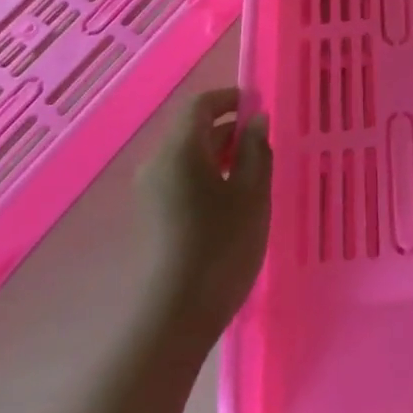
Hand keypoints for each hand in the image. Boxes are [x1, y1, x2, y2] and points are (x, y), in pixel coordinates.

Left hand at [138, 89, 272, 336]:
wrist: (176, 314)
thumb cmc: (222, 245)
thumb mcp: (252, 193)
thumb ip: (255, 149)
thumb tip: (255, 120)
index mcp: (180, 149)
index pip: (201, 104)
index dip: (230, 98)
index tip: (259, 107)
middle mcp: (158, 161)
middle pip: (191, 127)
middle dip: (226, 126)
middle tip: (262, 142)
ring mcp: (150, 188)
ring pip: (186, 152)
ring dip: (217, 151)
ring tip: (251, 170)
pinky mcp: (152, 211)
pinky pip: (180, 175)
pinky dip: (205, 172)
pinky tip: (230, 196)